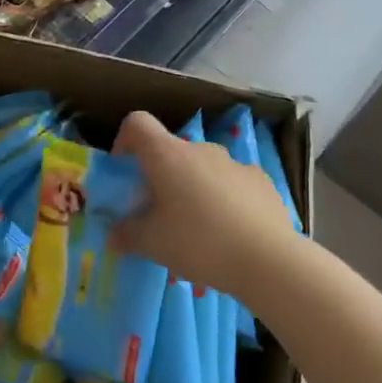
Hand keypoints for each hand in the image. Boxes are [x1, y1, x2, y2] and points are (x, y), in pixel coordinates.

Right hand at [111, 110, 300, 301]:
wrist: (267, 259)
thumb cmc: (198, 242)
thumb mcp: (151, 244)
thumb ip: (127, 235)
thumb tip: (114, 235)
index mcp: (168, 155)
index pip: (137, 123)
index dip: (124, 140)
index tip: (125, 172)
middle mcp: (201, 149)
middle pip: (171, 151)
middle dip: (161, 177)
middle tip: (159, 213)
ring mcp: (234, 163)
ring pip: (203, 169)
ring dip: (194, 188)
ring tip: (197, 229)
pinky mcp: (261, 181)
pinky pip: (232, 183)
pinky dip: (224, 199)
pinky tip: (231, 231)